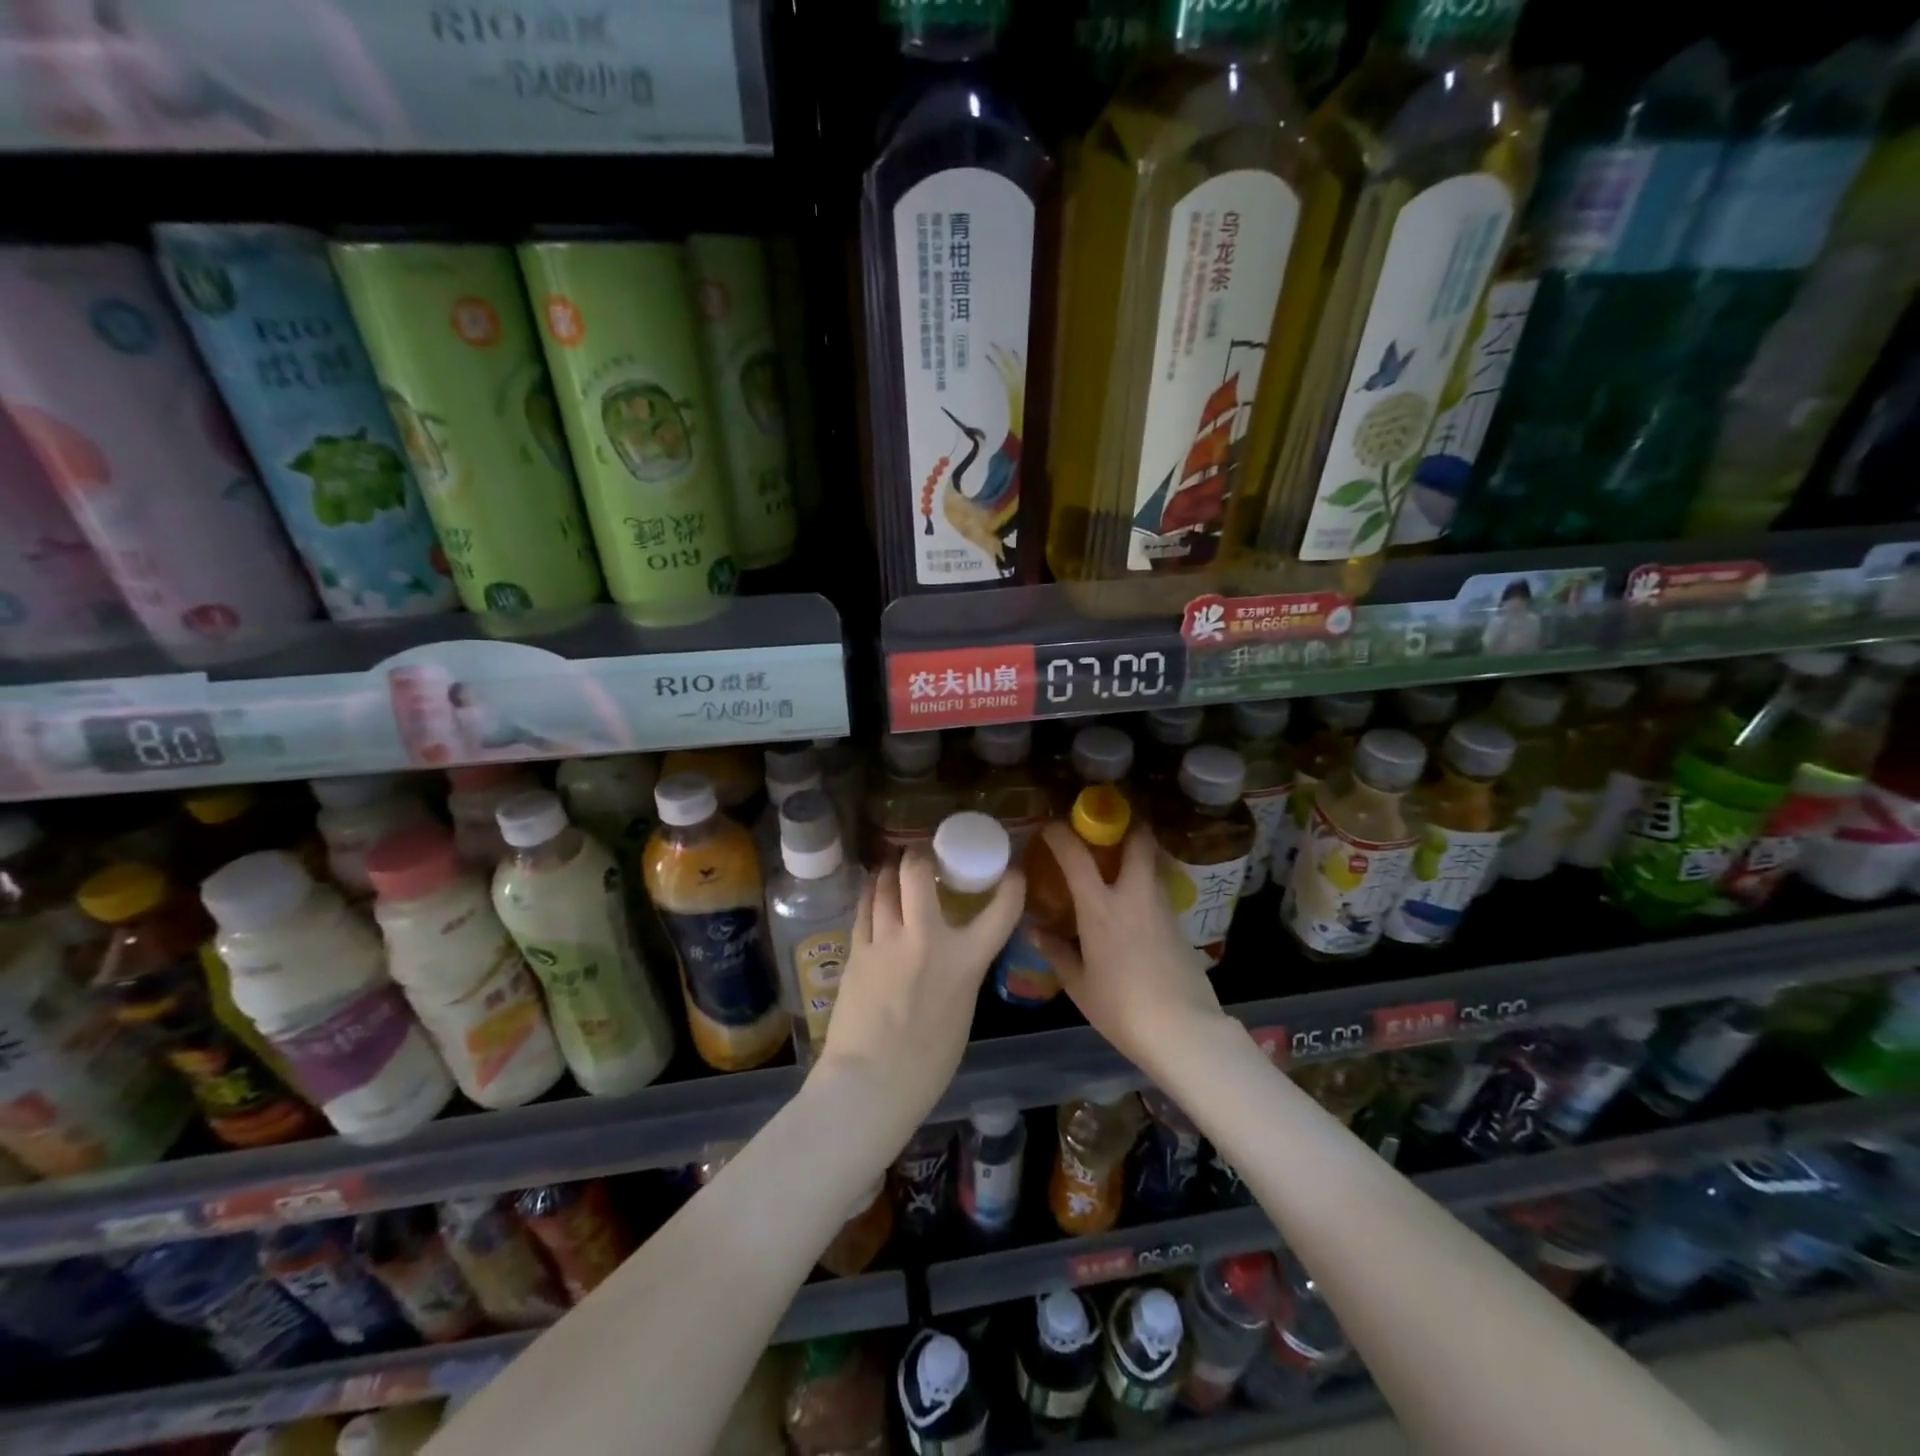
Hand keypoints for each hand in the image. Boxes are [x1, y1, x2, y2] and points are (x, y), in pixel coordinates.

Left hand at [814, 847, 1023, 1135]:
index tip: (1011, 873)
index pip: (1000, 910)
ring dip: (892, 869)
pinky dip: (872, 891)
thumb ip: (962, 971)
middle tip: (925, 854)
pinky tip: (874, 885)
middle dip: (921, 855)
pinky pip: (865, 907)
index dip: (1011, 885)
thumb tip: (954, 952)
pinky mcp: (857, 950)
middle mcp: (926, 939)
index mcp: (965, 961)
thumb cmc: (927, 1063)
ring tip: (896, 865)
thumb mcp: (963, 1010)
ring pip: (884, 884)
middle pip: (918, 872)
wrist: (871, 1083)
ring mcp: (886, 940)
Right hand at [1031, 822, 1224, 1070]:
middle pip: (1138, 840)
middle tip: (1106, 826)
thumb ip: (1057, 953)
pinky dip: (1145, 881)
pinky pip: (1159, 887)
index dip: (1061, 834)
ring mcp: (1161, 906)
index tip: (1050, 826)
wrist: (1182, 1030)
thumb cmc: (1121, 1008)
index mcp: (1100, 908)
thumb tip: (1036, 931)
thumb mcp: (1079, 985)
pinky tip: (1134, 900)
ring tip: (1117, 861)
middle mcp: (1133, 895)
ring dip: (1137, 851)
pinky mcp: (1179, 923)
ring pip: (1152, 862)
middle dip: (1125, 824)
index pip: (1077, 856)